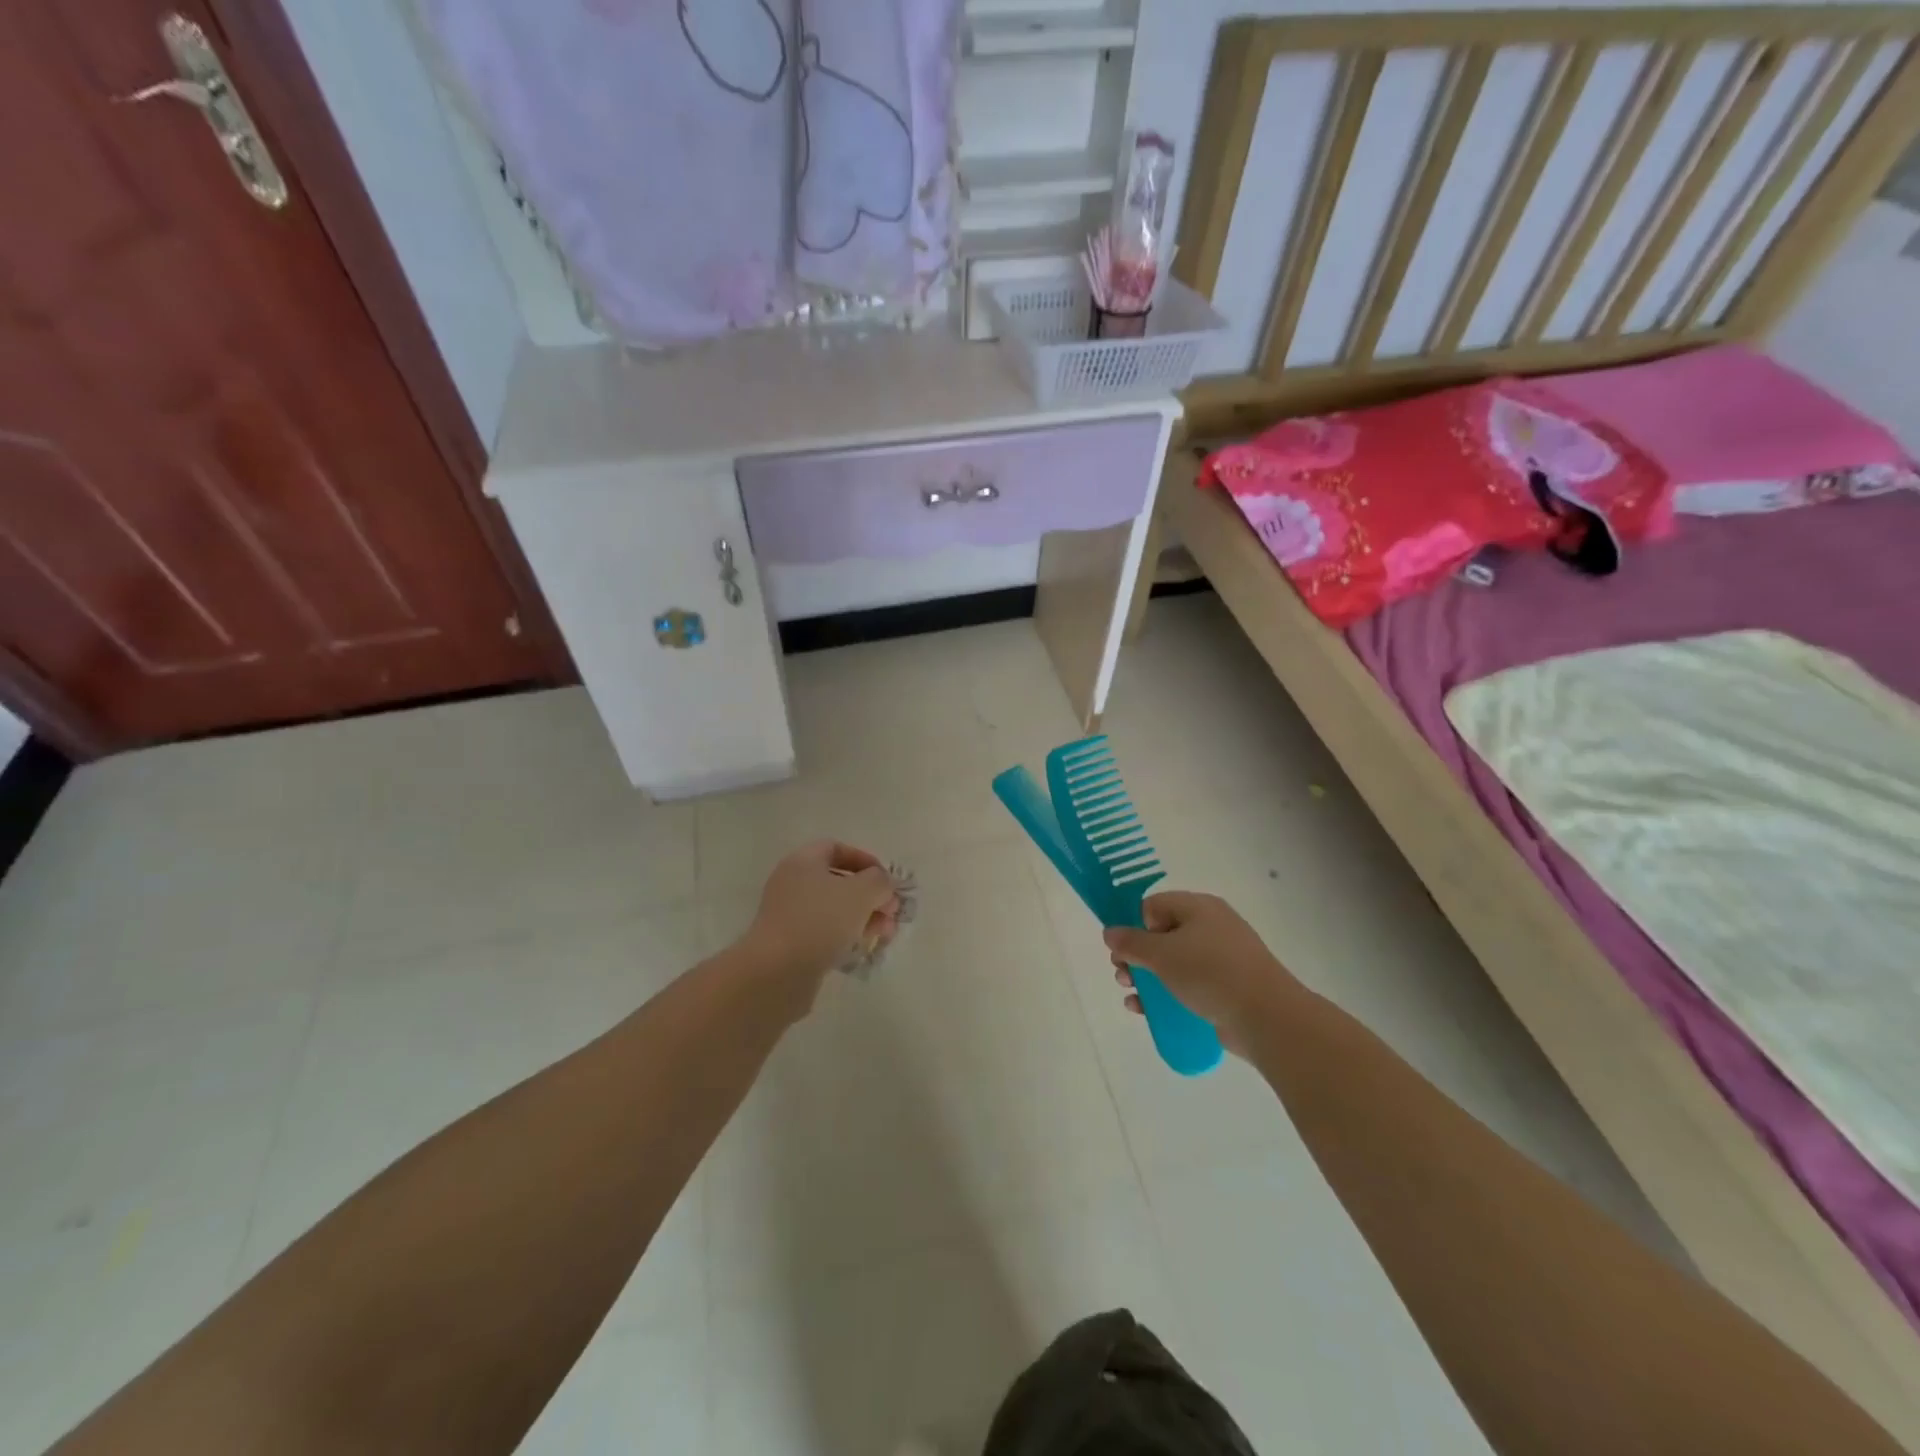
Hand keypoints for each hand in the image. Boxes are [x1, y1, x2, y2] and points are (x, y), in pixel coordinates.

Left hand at [737, 841, 898, 1013]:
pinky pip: (825, 934)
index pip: (836, 848)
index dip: (864, 860)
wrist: (777, 972)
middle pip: (838, 882)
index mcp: (803, 862)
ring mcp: (790, 916)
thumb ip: (879, 882)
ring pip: (834, 910)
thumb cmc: (820, 920)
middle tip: (891, 912)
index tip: (885, 880)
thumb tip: (883, 885)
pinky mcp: (791, 945)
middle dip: (870, 895)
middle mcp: (793, 884)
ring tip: (885, 934)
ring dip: (863, 919)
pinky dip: (846, 938)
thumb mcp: (861, 893)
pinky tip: (863, 949)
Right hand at [1104, 892, 1300, 1056]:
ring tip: (1132, 996)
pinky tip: (1147, 1012)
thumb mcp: (1162, 954)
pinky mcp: (1227, 988)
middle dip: (1137, 956)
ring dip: (1147, 978)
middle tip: (1122, 974)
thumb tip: (1110, 932)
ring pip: (1174, 963)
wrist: (1267, 1016)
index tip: (1124, 950)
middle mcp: (1211, 927)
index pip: (1154, 905)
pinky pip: (1189, 985)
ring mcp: (1222, 959)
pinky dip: (1167, 995)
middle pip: (1162, 935)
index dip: (1134, 925)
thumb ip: (1131, 943)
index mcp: (1199, 908)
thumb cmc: (1210, 973)